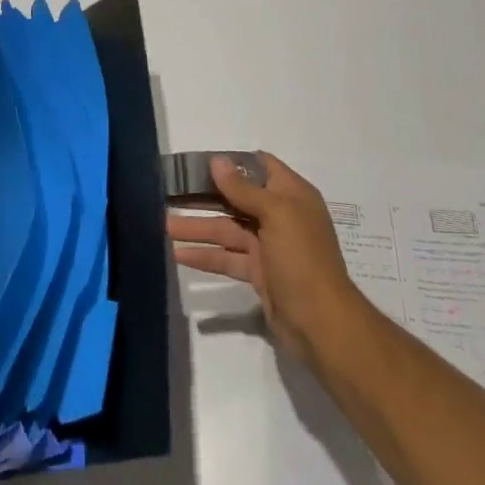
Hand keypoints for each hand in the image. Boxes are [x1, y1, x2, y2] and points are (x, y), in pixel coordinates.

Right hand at [166, 152, 359, 358]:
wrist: (321, 324)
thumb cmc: (302, 258)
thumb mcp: (276, 214)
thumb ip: (244, 188)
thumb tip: (217, 160)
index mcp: (291, 196)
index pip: (260, 166)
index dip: (231, 162)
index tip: (197, 161)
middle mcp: (280, 216)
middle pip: (236, 198)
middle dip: (204, 195)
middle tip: (168, 191)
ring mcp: (268, 246)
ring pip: (226, 229)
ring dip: (197, 227)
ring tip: (162, 225)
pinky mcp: (258, 273)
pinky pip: (227, 257)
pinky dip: (205, 255)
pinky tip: (177, 254)